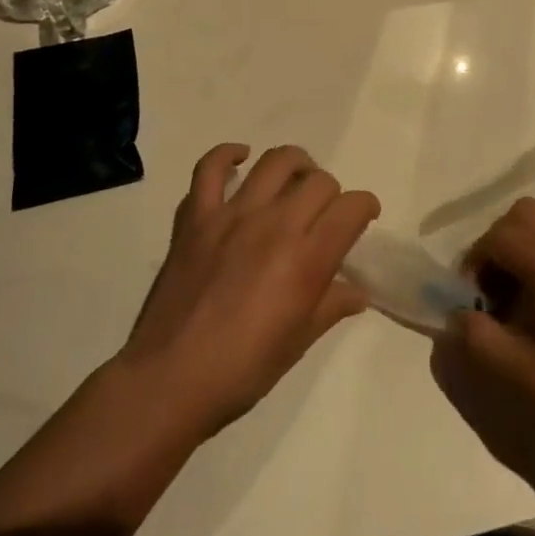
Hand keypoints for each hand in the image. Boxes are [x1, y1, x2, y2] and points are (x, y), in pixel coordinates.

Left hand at [118, 144, 378, 436]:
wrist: (169, 380)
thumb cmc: (243, 370)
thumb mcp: (299, 341)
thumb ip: (331, 305)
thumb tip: (358, 291)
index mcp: (306, 260)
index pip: (351, 209)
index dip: (365, 207)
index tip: (362, 217)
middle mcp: (275, 226)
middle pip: (319, 181)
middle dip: (331, 193)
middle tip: (323, 215)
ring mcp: (232, 216)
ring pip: (275, 163)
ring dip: (295, 165)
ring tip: (295, 180)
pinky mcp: (196, 218)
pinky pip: (210, 169)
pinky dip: (227, 155)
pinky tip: (240, 159)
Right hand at [450, 198, 534, 466]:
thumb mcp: (519, 372)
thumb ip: (476, 337)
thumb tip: (457, 316)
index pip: (498, 235)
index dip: (475, 263)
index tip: (474, 301)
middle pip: (526, 213)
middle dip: (501, 242)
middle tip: (498, 290)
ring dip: (531, 248)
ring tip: (530, 300)